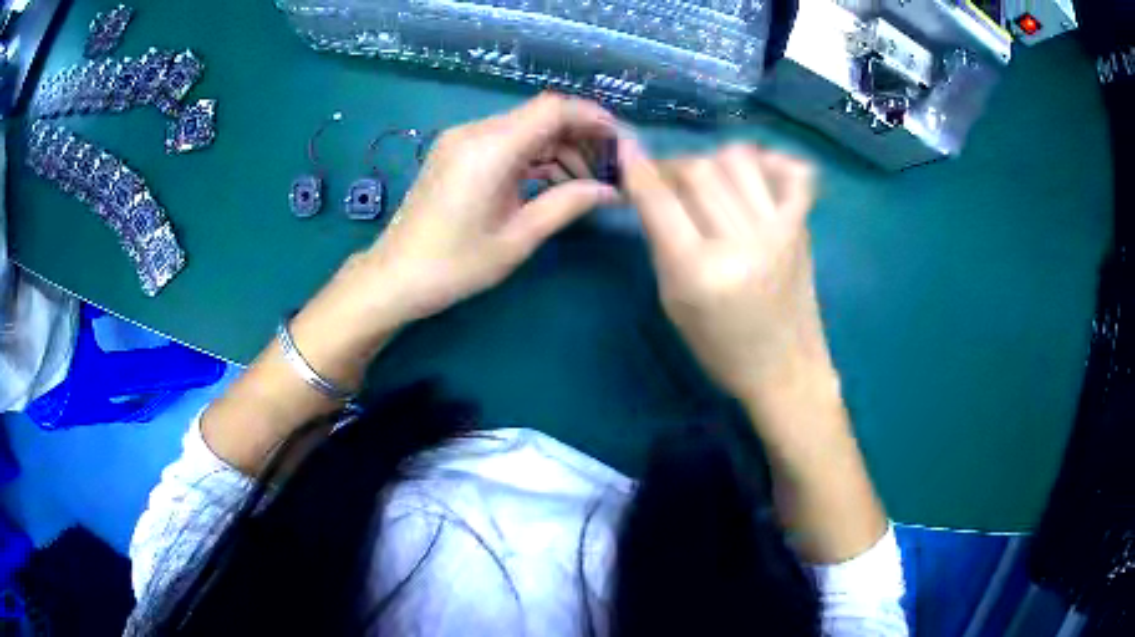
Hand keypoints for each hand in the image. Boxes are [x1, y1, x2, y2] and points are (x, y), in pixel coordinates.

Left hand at [362, 93, 619, 322]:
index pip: (553, 109)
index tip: (620, 143)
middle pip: (540, 116)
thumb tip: (610, 190)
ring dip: (558, 149)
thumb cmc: (455, 264)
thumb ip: (567, 204)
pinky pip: (505, 143)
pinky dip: (533, 157)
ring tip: (584, 184)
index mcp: (491, 148)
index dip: (592, 118)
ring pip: (525, 129)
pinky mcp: (457, 153)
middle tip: (607, 170)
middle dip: (580, 137)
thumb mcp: (518, 238)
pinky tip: (552, 182)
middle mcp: (475, 132)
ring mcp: (462, 140)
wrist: (395, 276)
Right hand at [619, 137, 826, 401]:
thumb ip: (662, 243)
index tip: (626, 153)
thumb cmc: (720, 348)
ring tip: (709, 181)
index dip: (636, 169)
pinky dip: (771, 162)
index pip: (659, 200)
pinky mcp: (803, 228)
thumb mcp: (674, 303)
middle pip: (698, 170)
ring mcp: (779, 231)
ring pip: (738, 160)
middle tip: (666, 180)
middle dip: (672, 166)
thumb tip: (652, 190)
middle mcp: (741, 244)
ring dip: (713, 161)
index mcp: (699, 272)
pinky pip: (793, 173)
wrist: (784, 369)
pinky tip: (756, 174)